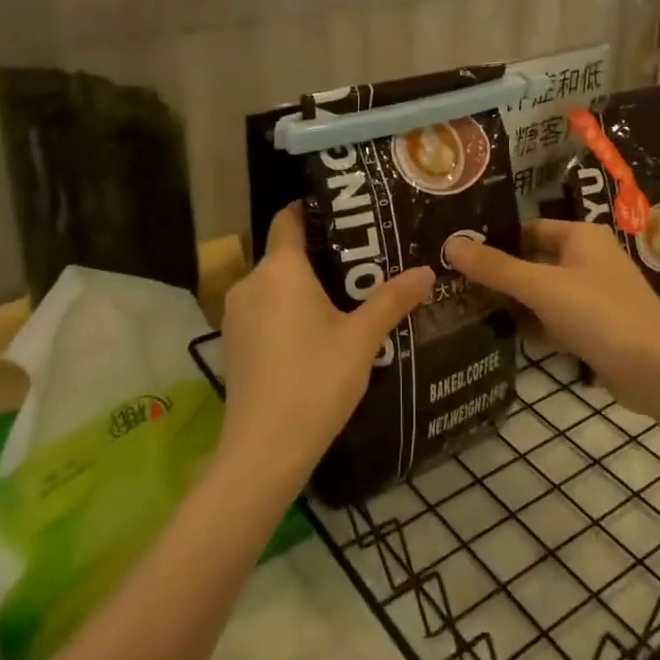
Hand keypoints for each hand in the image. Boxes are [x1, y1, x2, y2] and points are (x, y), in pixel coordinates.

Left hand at [217, 203, 432, 493]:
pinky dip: (286, 312)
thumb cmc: (316, 379)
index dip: (311, 209)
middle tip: (361, 261)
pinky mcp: (232, 345)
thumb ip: (393, 300)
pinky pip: (263, 312)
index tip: (342, 211)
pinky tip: (315, 334)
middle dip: (319, 255)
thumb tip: (427, 271)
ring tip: (344, 297)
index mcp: (280, 269)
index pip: (288, 219)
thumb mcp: (362, 338)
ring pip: (273, 286)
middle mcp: (251, 283)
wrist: (265, 449)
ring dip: (302, 287)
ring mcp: (236, 316)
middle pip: (284, 255)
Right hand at [446, 221, 659, 412]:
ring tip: (466, 306)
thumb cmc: (600, 314)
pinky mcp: (595, 327)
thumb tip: (450, 243)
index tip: (457, 252)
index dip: (495, 240)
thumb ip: (496, 267)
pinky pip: (555, 319)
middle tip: (453, 281)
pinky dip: (534, 325)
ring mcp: (594, 295)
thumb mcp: (542, 287)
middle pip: (533, 260)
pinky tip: (503, 335)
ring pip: (543, 293)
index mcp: (581, 236)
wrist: (657, 372)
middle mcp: (589, 258)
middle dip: (500, 273)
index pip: (527, 229)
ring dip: (515, 302)